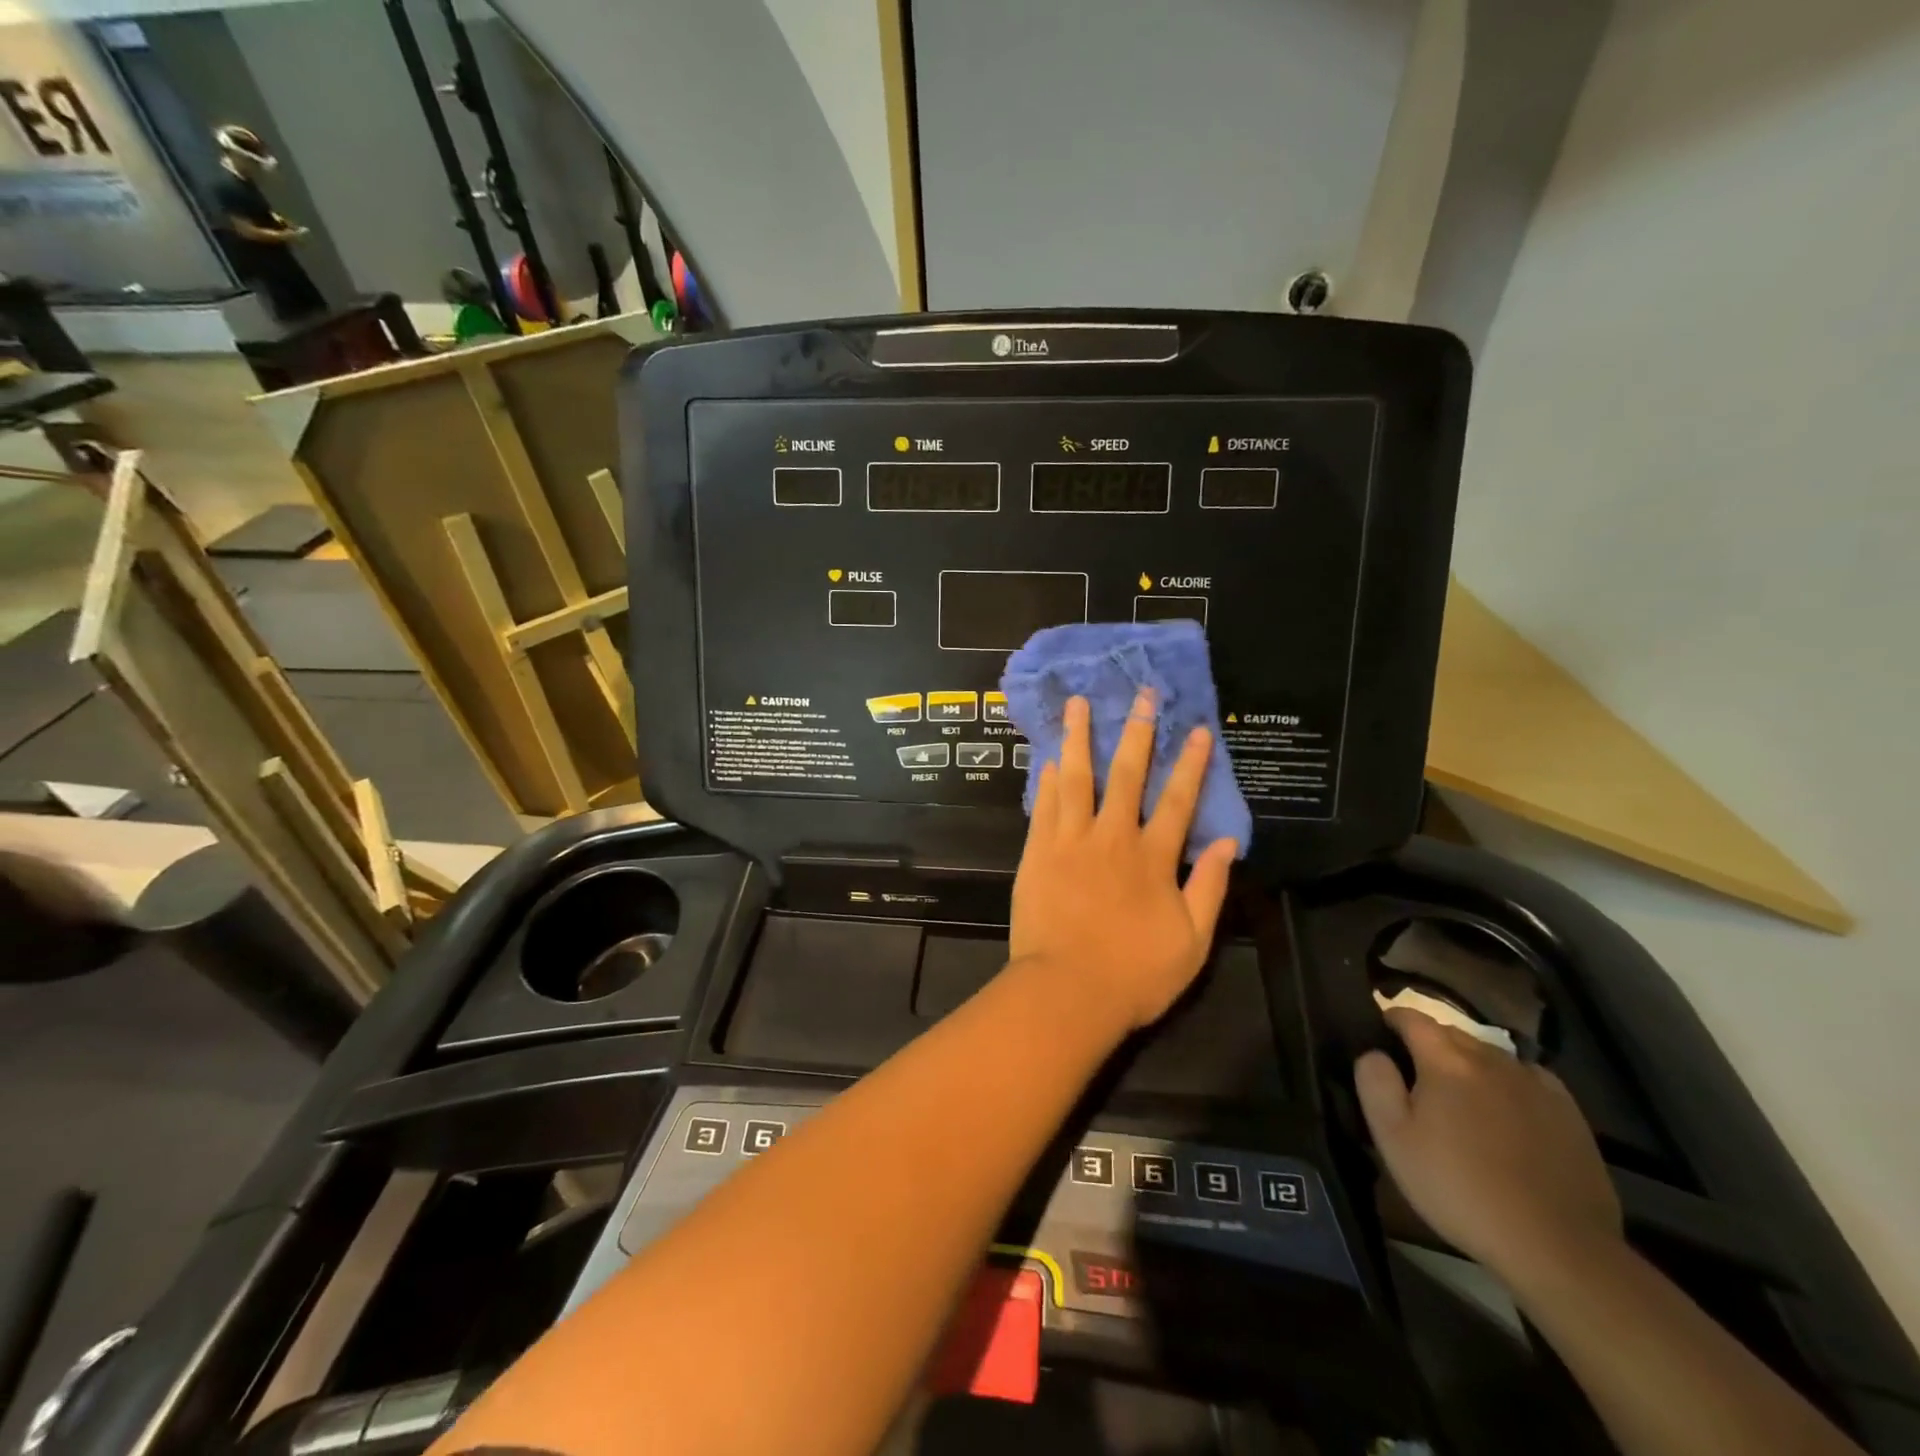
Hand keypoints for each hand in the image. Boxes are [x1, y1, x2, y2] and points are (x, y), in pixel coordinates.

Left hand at [1009, 691, 1238, 1031]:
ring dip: (1079, 738)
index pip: (1178, 800)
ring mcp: (1070, 841)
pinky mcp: (1038, 852)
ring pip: (1077, 779)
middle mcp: (1112, 838)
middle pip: (1126, 775)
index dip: (1189, 764)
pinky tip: (1050, 756)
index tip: (1196, 729)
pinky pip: (1044, 806)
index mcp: (1153, 858)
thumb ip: (1210, 887)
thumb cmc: (1134, 974)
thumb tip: (1229, 843)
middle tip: (1139, 694)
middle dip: (1136, 732)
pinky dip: (1048, 780)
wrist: (1067, 992)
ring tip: (1077, 703)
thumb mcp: (1192, 941)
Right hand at [1355, 1009, 1622, 1288]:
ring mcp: (1535, 1085)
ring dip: (1469, 1062)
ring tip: (1461, 1092)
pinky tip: (1508, 1107)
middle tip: (1416, 1071)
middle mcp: (1491, 1060)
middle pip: (1452, 1033)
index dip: (1392, 1018)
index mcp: (1446, 1061)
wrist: (1556, 1246)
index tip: (1381, 1031)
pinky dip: (1510, 1082)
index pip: (1412, 1018)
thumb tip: (1374, 1053)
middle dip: (1430, 1041)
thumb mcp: (1394, 1139)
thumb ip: (1375, 1083)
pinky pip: (1529, 1079)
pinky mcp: (1569, 1113)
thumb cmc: (1460, 1188)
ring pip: (1491, 1055)